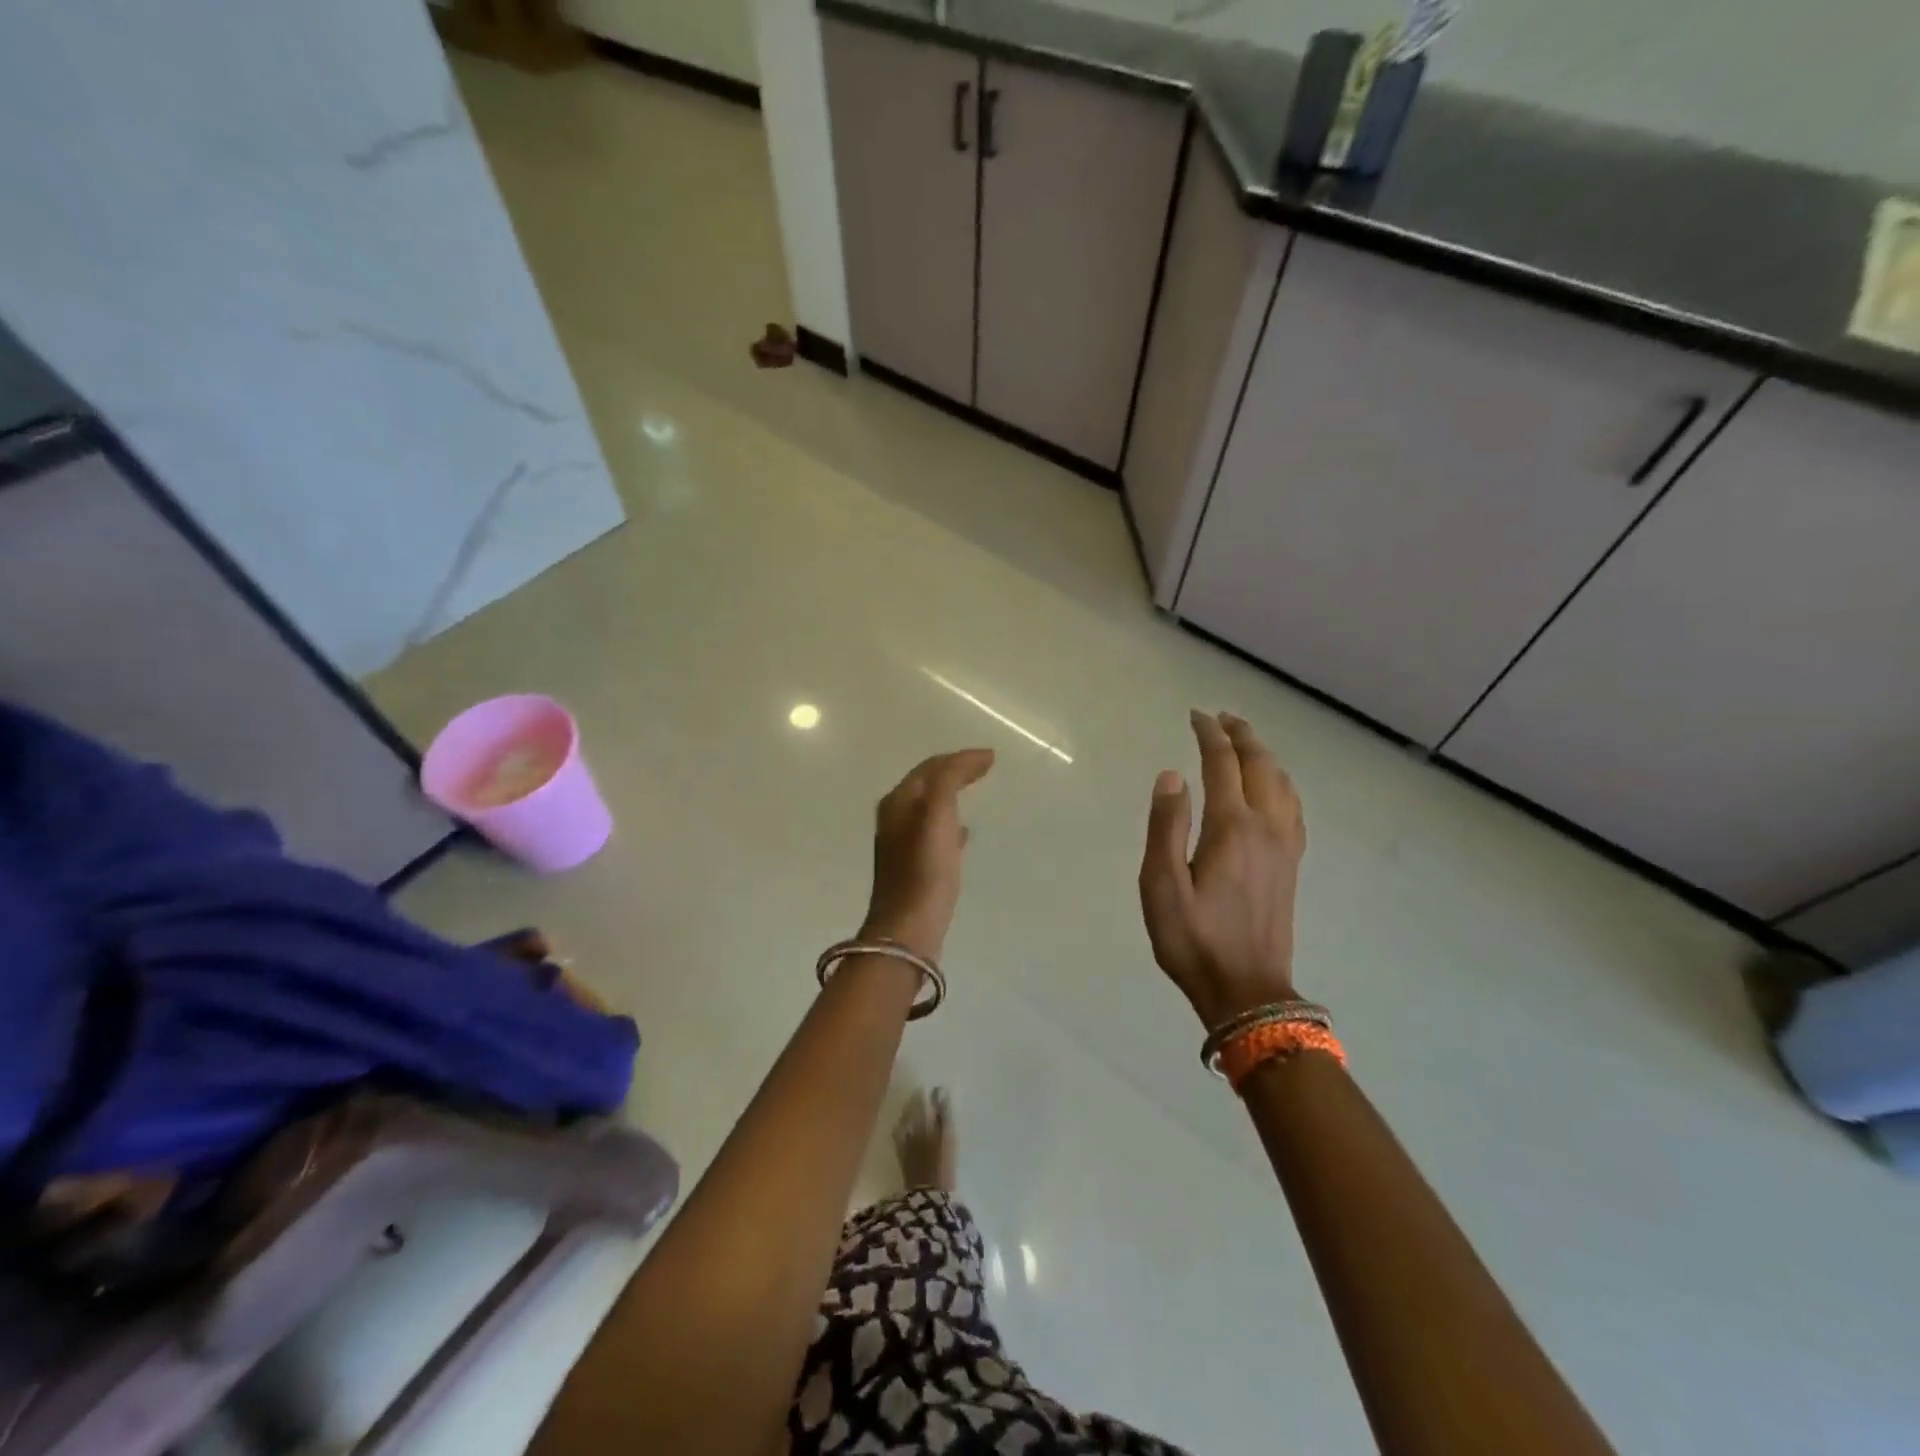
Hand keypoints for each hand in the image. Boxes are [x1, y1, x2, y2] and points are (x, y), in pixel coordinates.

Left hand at [861, 748, 994, 962]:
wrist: (908, 928)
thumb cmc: (925, 869)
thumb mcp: (938, 814)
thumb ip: (951, 780)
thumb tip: (974, 757)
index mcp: (898, 802)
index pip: (930, 767)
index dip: (960, 758)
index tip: (992, 757)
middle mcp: (895, 818)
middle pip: (927, 784)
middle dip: (954, 772)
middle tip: (983, 767)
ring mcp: (902, 844)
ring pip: (930, 807)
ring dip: (951, 794)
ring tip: (974, 792)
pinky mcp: (914, 867)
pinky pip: (934, 833)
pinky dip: (951, 823)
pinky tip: (964, 833)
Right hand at [1139, 711, 1305, 1028]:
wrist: (1246, 990)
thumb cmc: (1194, 940)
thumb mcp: (1161, 886)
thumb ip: (1166, 826)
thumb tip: (1172, 774)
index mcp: (1231, 827)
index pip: (1223, 763)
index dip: (1209, 735)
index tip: (1195, 716)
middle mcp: (1265, 827)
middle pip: (1259, 765)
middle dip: (1241, 735)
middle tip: (1220, 718)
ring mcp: (1284, 846)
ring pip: (1281, 783)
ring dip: (1263, 755)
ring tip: (1243, 742)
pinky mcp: (1291, 864)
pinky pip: (1292, 807)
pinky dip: (1281, 783)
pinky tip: (1274, 788)